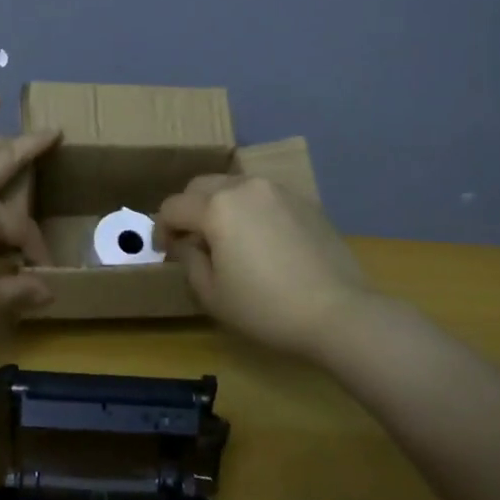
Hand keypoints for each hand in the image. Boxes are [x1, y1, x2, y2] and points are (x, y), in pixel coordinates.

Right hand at [154, 175, 379, 357]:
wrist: (338, 312)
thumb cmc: (266, 307)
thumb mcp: (212, 294)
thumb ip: (189, 260)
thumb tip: (187, 243)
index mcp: (216, 207)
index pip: (173, 207)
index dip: (161, 229)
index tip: (165, 252)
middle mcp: (244, 187)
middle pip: (201, 186)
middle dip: (188, 209)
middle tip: (191, 240)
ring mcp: (278, 190)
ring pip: (234, 186)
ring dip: (220, 205)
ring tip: (227, 238)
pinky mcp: (304, 201)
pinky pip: (264, 197)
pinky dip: (251, 210)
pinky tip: (261, 241)